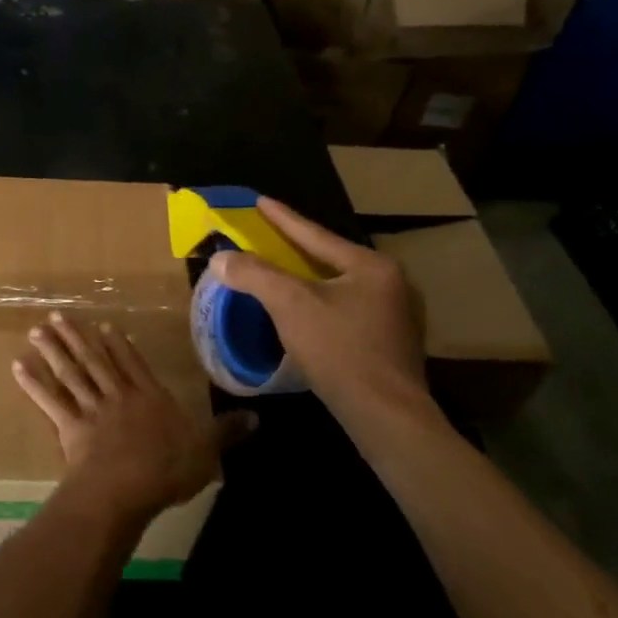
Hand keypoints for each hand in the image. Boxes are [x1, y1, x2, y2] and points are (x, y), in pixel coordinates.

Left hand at [14, 313, 255, 519]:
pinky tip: (19, 367)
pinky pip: (50, 401)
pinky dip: (34, 384)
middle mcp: (119, 396)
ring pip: (71, 373)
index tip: (103, 325)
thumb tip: (259, 417)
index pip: (134, 364)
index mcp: (150, 397)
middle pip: (96, 361)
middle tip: (56, 317)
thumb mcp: (207, 450)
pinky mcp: (70, 427)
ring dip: (54, 351)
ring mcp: (92, 409)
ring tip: (37, 331)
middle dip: (77, 338)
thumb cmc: (168, 469)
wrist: (127, 488)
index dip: (120, 345)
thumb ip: (228, 432)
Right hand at [209, 199, 445, 452]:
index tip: (260, 200)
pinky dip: (322, 305)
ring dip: (309, 280)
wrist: (386, 416)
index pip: (316, 235)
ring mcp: (397, 316)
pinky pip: (348, 311)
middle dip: (297, 249)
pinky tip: (307, 314)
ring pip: (340, 287)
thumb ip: (254, 274)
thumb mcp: (290, 305)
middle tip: (269, 237)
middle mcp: (391, 283)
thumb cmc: (339, 350)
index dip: (283, 218)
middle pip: (331, 259)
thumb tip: (221, 258)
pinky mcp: (392, 344)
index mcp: (371, 266)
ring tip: (283, 273)